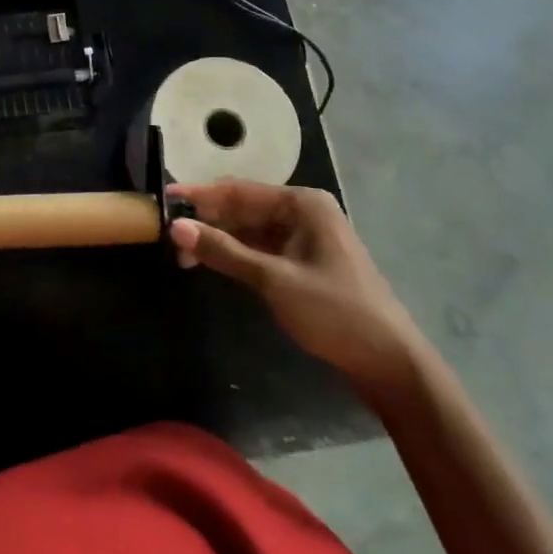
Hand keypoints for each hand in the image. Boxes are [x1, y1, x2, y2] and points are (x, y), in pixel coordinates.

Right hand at [169, 180, 425, 393]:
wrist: (389, 363)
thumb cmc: (334, 312)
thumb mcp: (273, 280)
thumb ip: (223, 251)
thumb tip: (175, 227)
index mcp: (302, 204)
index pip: (238, 191)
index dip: (199, 195)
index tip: (163, 199)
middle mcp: (303, 212)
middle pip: (243, 207)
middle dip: (207, 219)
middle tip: (168, 235)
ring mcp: (305, 237)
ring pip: (249, 228)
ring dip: (219, 238)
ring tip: (183, 252)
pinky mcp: (304, 260)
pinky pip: (260, 246)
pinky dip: (236, 253)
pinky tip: (212, 261)